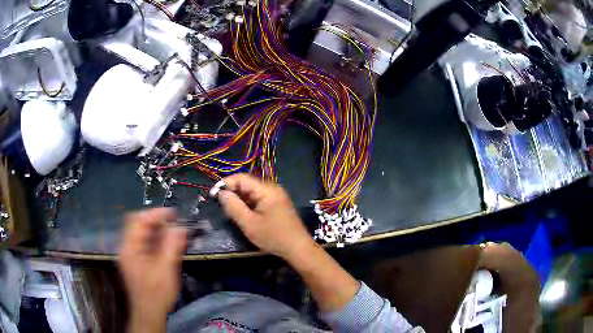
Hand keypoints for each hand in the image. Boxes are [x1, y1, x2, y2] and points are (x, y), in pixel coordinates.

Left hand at [119, 208, 186, 330]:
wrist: (149, 313)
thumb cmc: (157, 293)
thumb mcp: (166, 269)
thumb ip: (172, 246)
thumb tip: (181, 227)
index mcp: (130, 248)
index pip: (138, 220)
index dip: (155, 214)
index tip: (173, 213)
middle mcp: (126, 248)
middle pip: (137, 224)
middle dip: (155, 220)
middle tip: (172, 222)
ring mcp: (129, 255)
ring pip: (140, 233)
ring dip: (155, 230)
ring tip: (172, 232)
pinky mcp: (134, 261)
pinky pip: (142, 243)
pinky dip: (154, 240)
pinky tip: (165, 245)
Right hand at [218, 173, 314, 260]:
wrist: (298, 249)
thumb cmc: (274, 237)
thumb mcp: (249, 224)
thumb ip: (234, 207)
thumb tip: (221, 193)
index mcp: (267, 190)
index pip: (242, 178)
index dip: (225, 184)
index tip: (213, 195)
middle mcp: (272, 188)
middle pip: (247, 184)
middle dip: (232, 193)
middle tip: (221, 206)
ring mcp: (276, 196)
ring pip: (252, 192)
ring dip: (240, 200)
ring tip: (230, 212)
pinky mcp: (277, 204)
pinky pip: (258, 199)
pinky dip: (248, 204)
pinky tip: (243, 214)